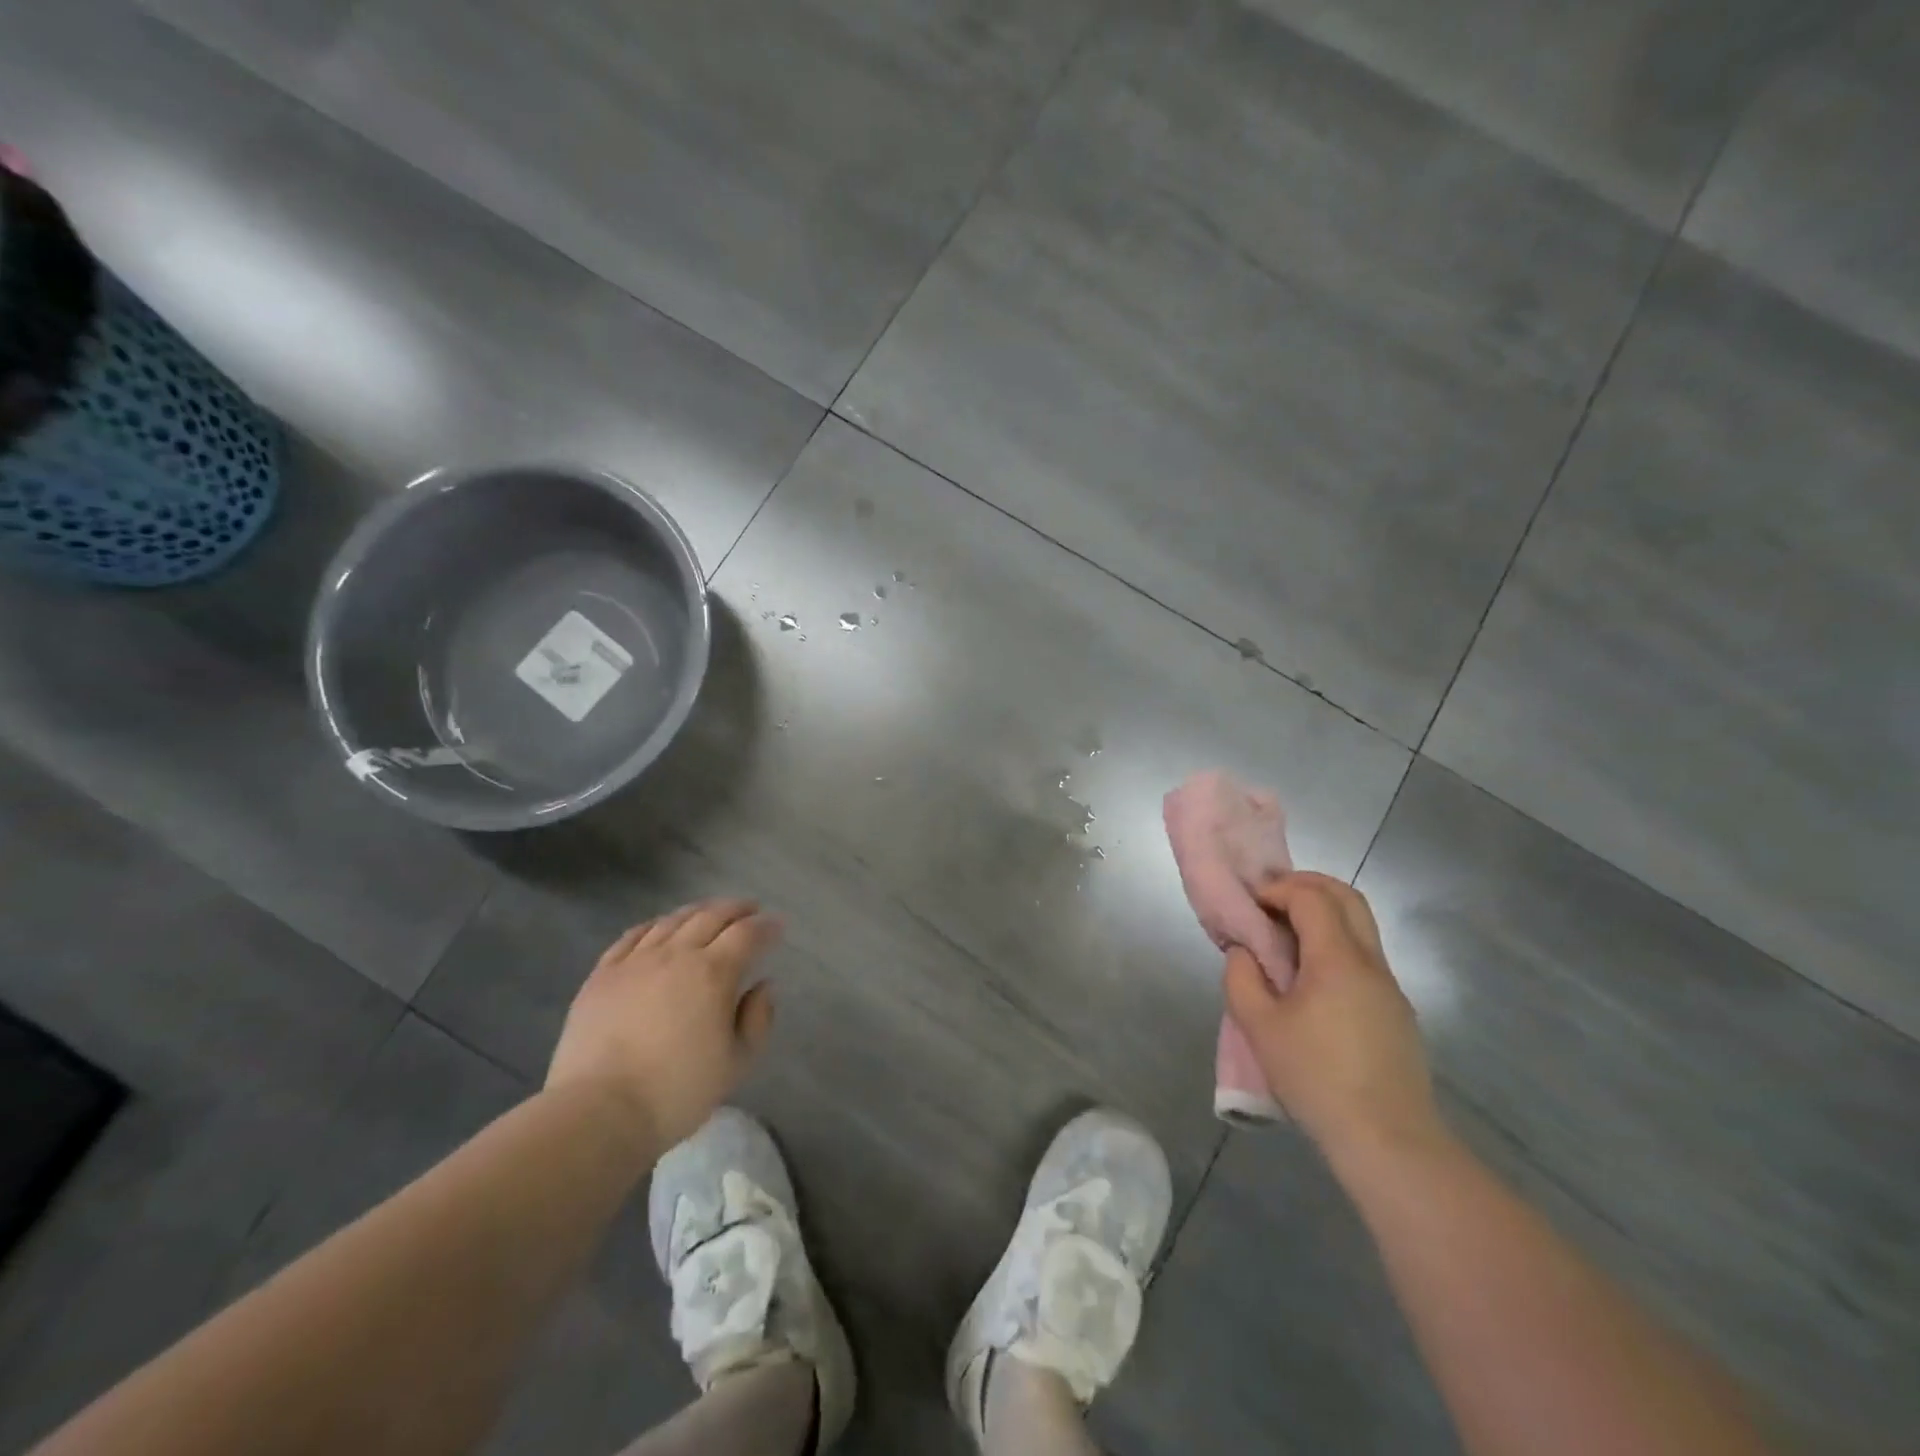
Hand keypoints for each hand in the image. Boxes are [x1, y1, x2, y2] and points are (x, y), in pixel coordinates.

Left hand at [547, 899, 779, 1151]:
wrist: (598, 1112)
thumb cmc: (676, 1092)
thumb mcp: (737, 1063)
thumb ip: (758, 1019)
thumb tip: (764, 985)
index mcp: (714, 973)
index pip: (747, 934)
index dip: (766, 926)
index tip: (778, 925)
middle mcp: (676, 955)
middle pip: (711, 917)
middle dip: (736, 909)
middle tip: (751, 910)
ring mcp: (635, 961)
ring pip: (672, 921)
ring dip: (698, 911)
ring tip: (711, 912)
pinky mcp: (602, 975)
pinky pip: (632, 936)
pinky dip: (654, 925)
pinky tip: (660, 927)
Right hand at [1223, 872, 1441, 1158]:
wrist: (1389, 1142)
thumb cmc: (1317, 1078)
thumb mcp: (1259, 1027)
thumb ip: (1242, 978)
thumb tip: (1245, 952)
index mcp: (1338, 959)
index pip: (1312, 897)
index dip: (1278, 889)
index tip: (1251, 905)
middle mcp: (1371, 963)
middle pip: (1347, 898)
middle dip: (1306, 887)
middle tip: (1271, 902)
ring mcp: (1390, 988)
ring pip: (1361, 927)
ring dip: (1323, 916)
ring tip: (1285, 939)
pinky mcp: (1396, 1013)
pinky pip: (1364, 958)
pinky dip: (1335, 945)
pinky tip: (1310, 980)